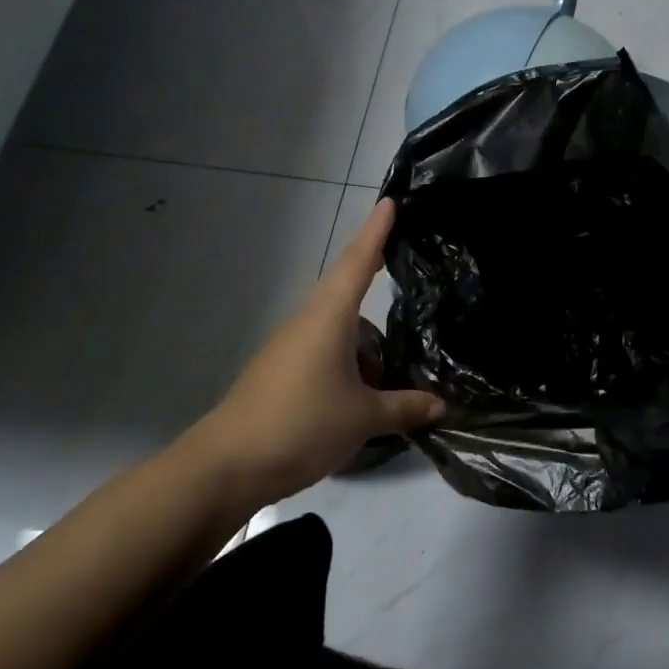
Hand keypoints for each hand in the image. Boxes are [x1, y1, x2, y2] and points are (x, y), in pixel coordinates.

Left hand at [182, 199, 441, 507]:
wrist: (226, 466)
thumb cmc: (300, 425)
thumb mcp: (363, 418)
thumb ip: (405, 407)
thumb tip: (442, 404)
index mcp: (328, 318)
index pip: (357, 263)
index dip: (375, 232)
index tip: (390, 202)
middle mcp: (307, 324)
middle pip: (347, 291)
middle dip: (373, 276)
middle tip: (404, 263)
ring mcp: (290, 349)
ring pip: (338, 329)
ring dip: (366, 340)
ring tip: (396, 365)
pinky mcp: (282, 374)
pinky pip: (326, 353)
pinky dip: (350, 361)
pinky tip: (366, 392)